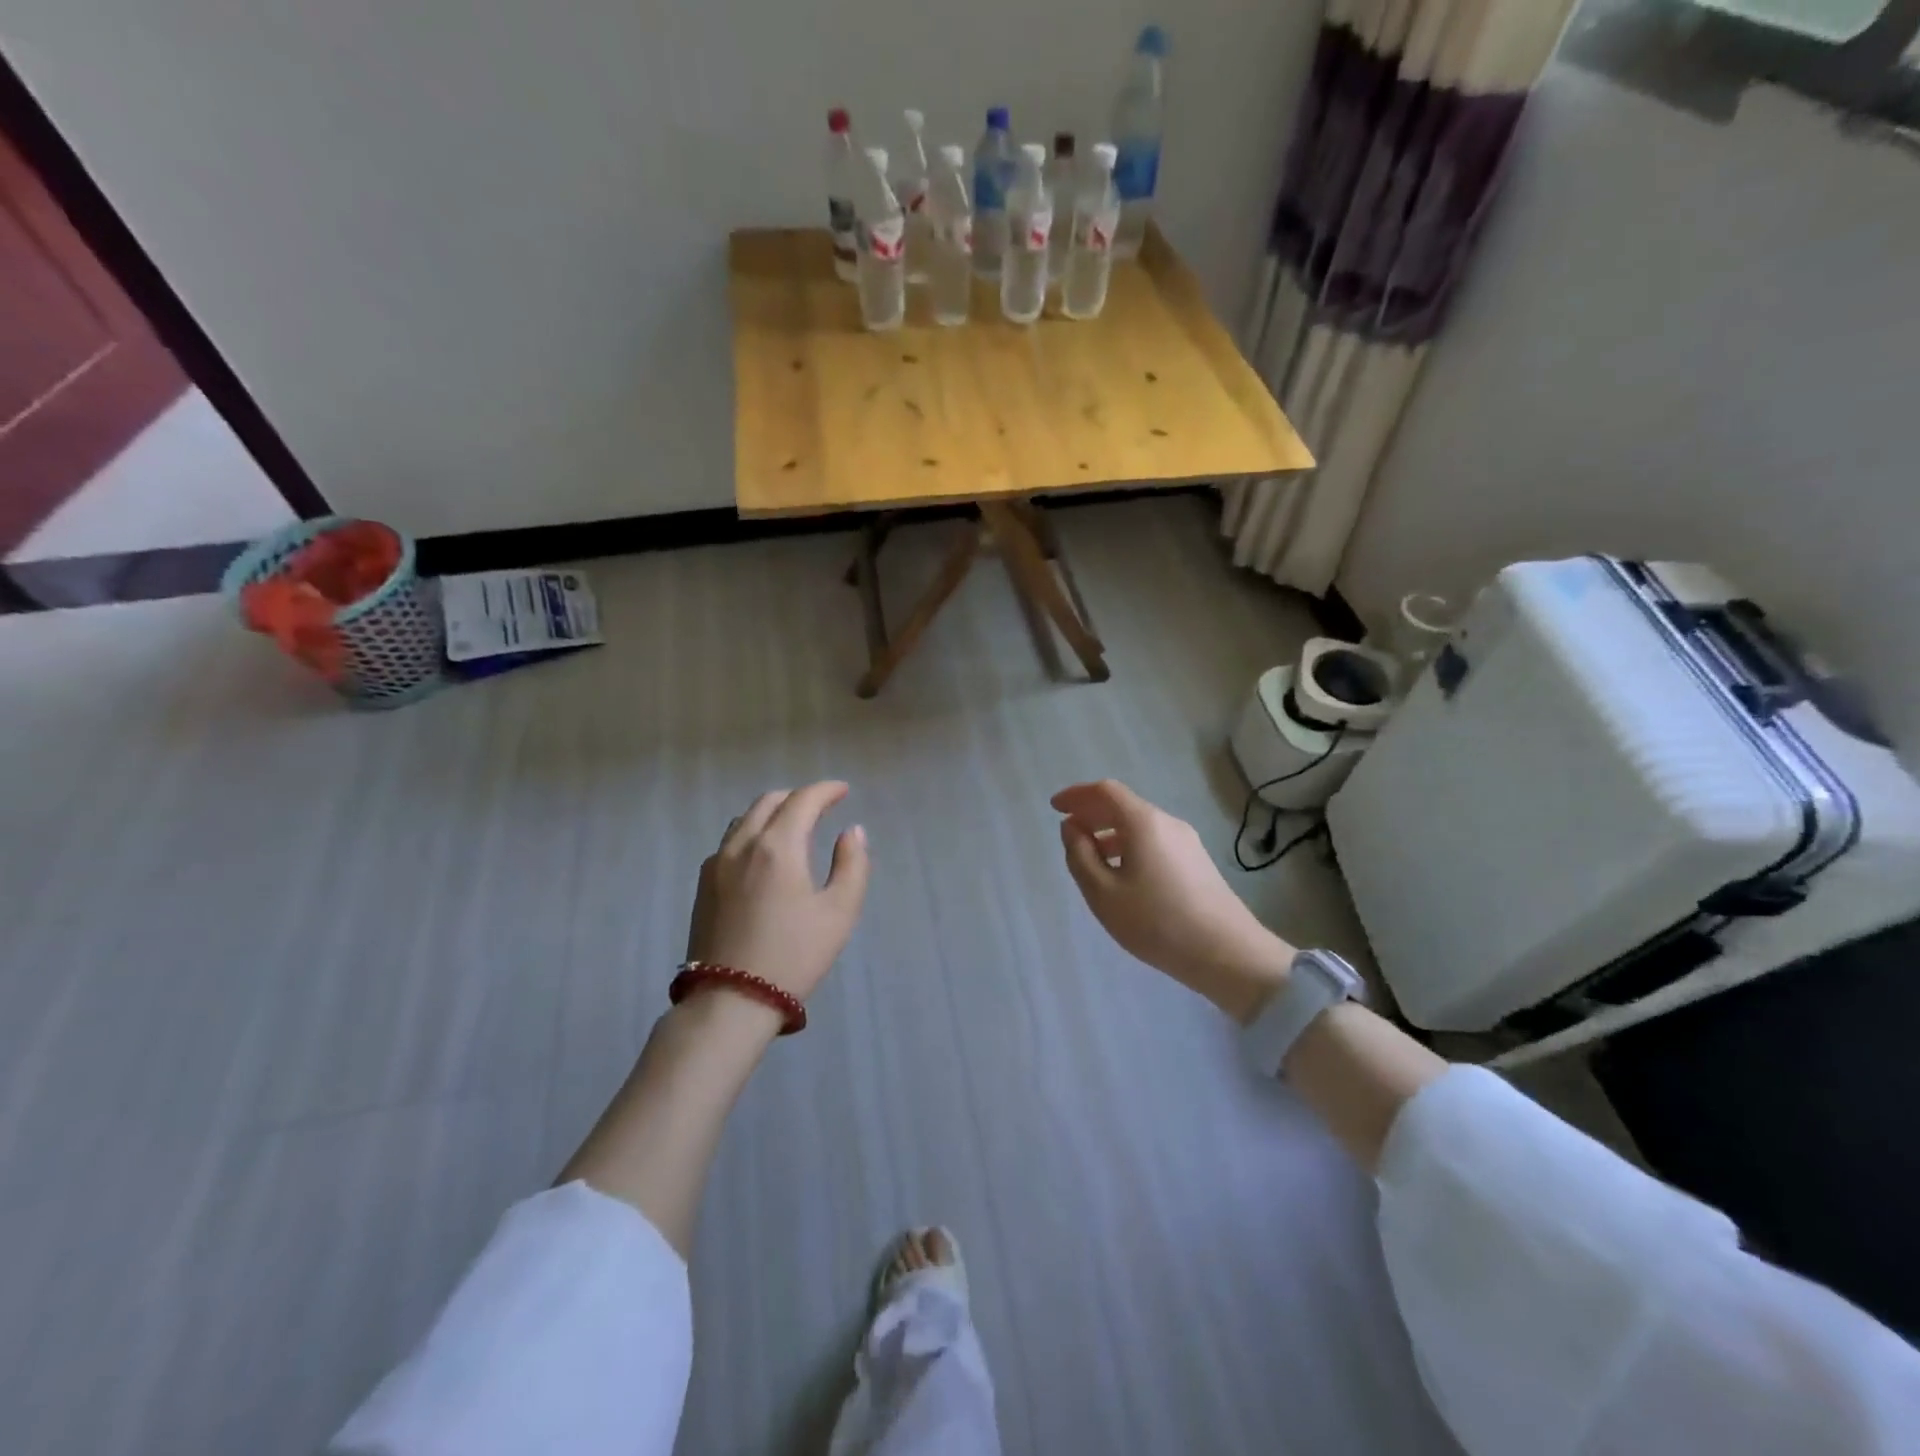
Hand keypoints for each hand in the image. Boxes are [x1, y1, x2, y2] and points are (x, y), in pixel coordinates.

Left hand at [686, 781, 870, 1002]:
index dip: (826, 790)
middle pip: (769, 801)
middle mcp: (743, 844)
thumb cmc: (794, 955)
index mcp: (778, 846)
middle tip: (822, 807)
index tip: (843, 790)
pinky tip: (763, 855)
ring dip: (772, 812)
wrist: (730, 1000)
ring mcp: (716, 863)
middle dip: (798, 797)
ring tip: (793, 827)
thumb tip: (852, 831)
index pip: (803, 800)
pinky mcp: (703, 885)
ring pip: (745, 819)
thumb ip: (852, 865)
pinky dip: (752, 832)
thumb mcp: (839, 912)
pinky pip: (730, 841)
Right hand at [1051, 779, 1293, 1021]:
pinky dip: (1129, 844)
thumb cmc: (1157, 922)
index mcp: (1143, 822)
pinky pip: (1154, 840)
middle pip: (1124, 805)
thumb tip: (1072, 828)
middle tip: (1068, 830)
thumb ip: (1080, 855)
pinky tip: (1122, 873)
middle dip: (1092, 812)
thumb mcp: (1103, 893)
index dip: (1077, 795)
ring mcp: (1187, 842)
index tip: (1055, 807)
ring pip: (1140, 824)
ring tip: (1090, 856)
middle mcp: (1167, 823)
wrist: (1228, 954)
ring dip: (1110, 831)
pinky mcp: (1197, 861)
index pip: (1105, 791)